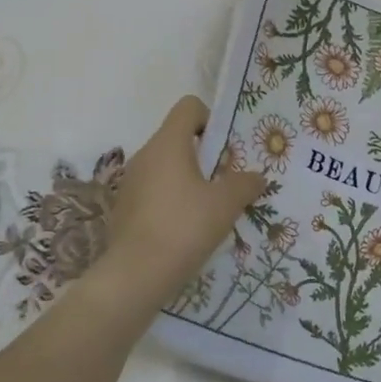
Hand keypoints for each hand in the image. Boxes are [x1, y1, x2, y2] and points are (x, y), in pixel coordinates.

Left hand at [101, 96, 266, 309]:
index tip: (227, 149)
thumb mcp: (226, 204)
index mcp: (168, 143)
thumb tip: (255, 177)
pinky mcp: (125, 207)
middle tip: (226, 182)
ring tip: (209, 209)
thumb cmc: (185, 227)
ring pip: (166, 167)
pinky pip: (154, 191)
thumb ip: (245, 184)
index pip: (188, 107)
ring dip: (189, 179)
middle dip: (205, 155)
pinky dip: (172, 200)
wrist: (136, 274)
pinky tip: (186, 228)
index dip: (211, 119)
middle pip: (178, 138)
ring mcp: (131, 182)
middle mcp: (145, 155)